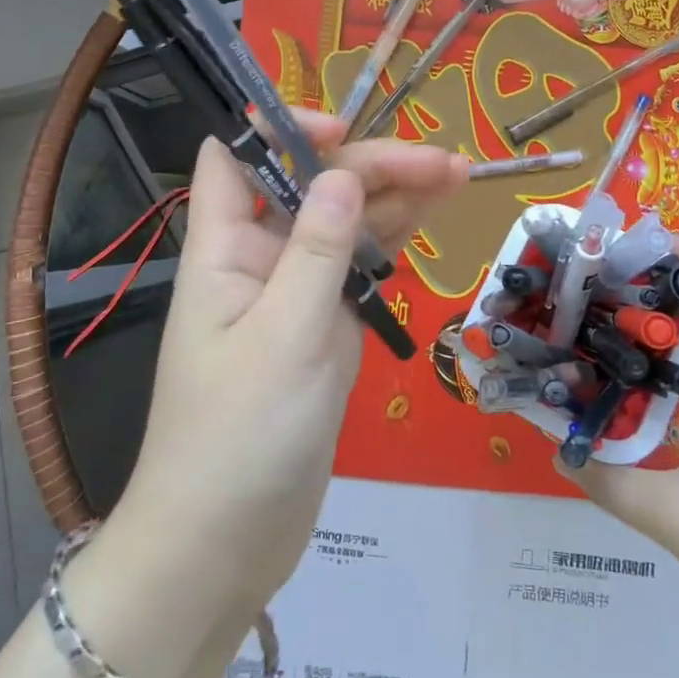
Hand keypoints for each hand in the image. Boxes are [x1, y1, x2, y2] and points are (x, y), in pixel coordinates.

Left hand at [75, 111, 465, 652]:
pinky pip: (356, 272)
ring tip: (455, 175)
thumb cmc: (240, 438)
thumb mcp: (286, 337)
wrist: (223, 547)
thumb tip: (342, 172)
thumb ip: (318, 250)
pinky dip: (391, 245)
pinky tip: (429, 220)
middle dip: (370, 167)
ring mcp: (293, 295)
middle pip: (310, 188)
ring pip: (342, 227)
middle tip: (442, 163)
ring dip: (392, 199)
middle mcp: (257, 260)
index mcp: (224, 249)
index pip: (234, 159)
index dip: (278, 130)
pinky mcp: (322, 330)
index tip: (341, 131)